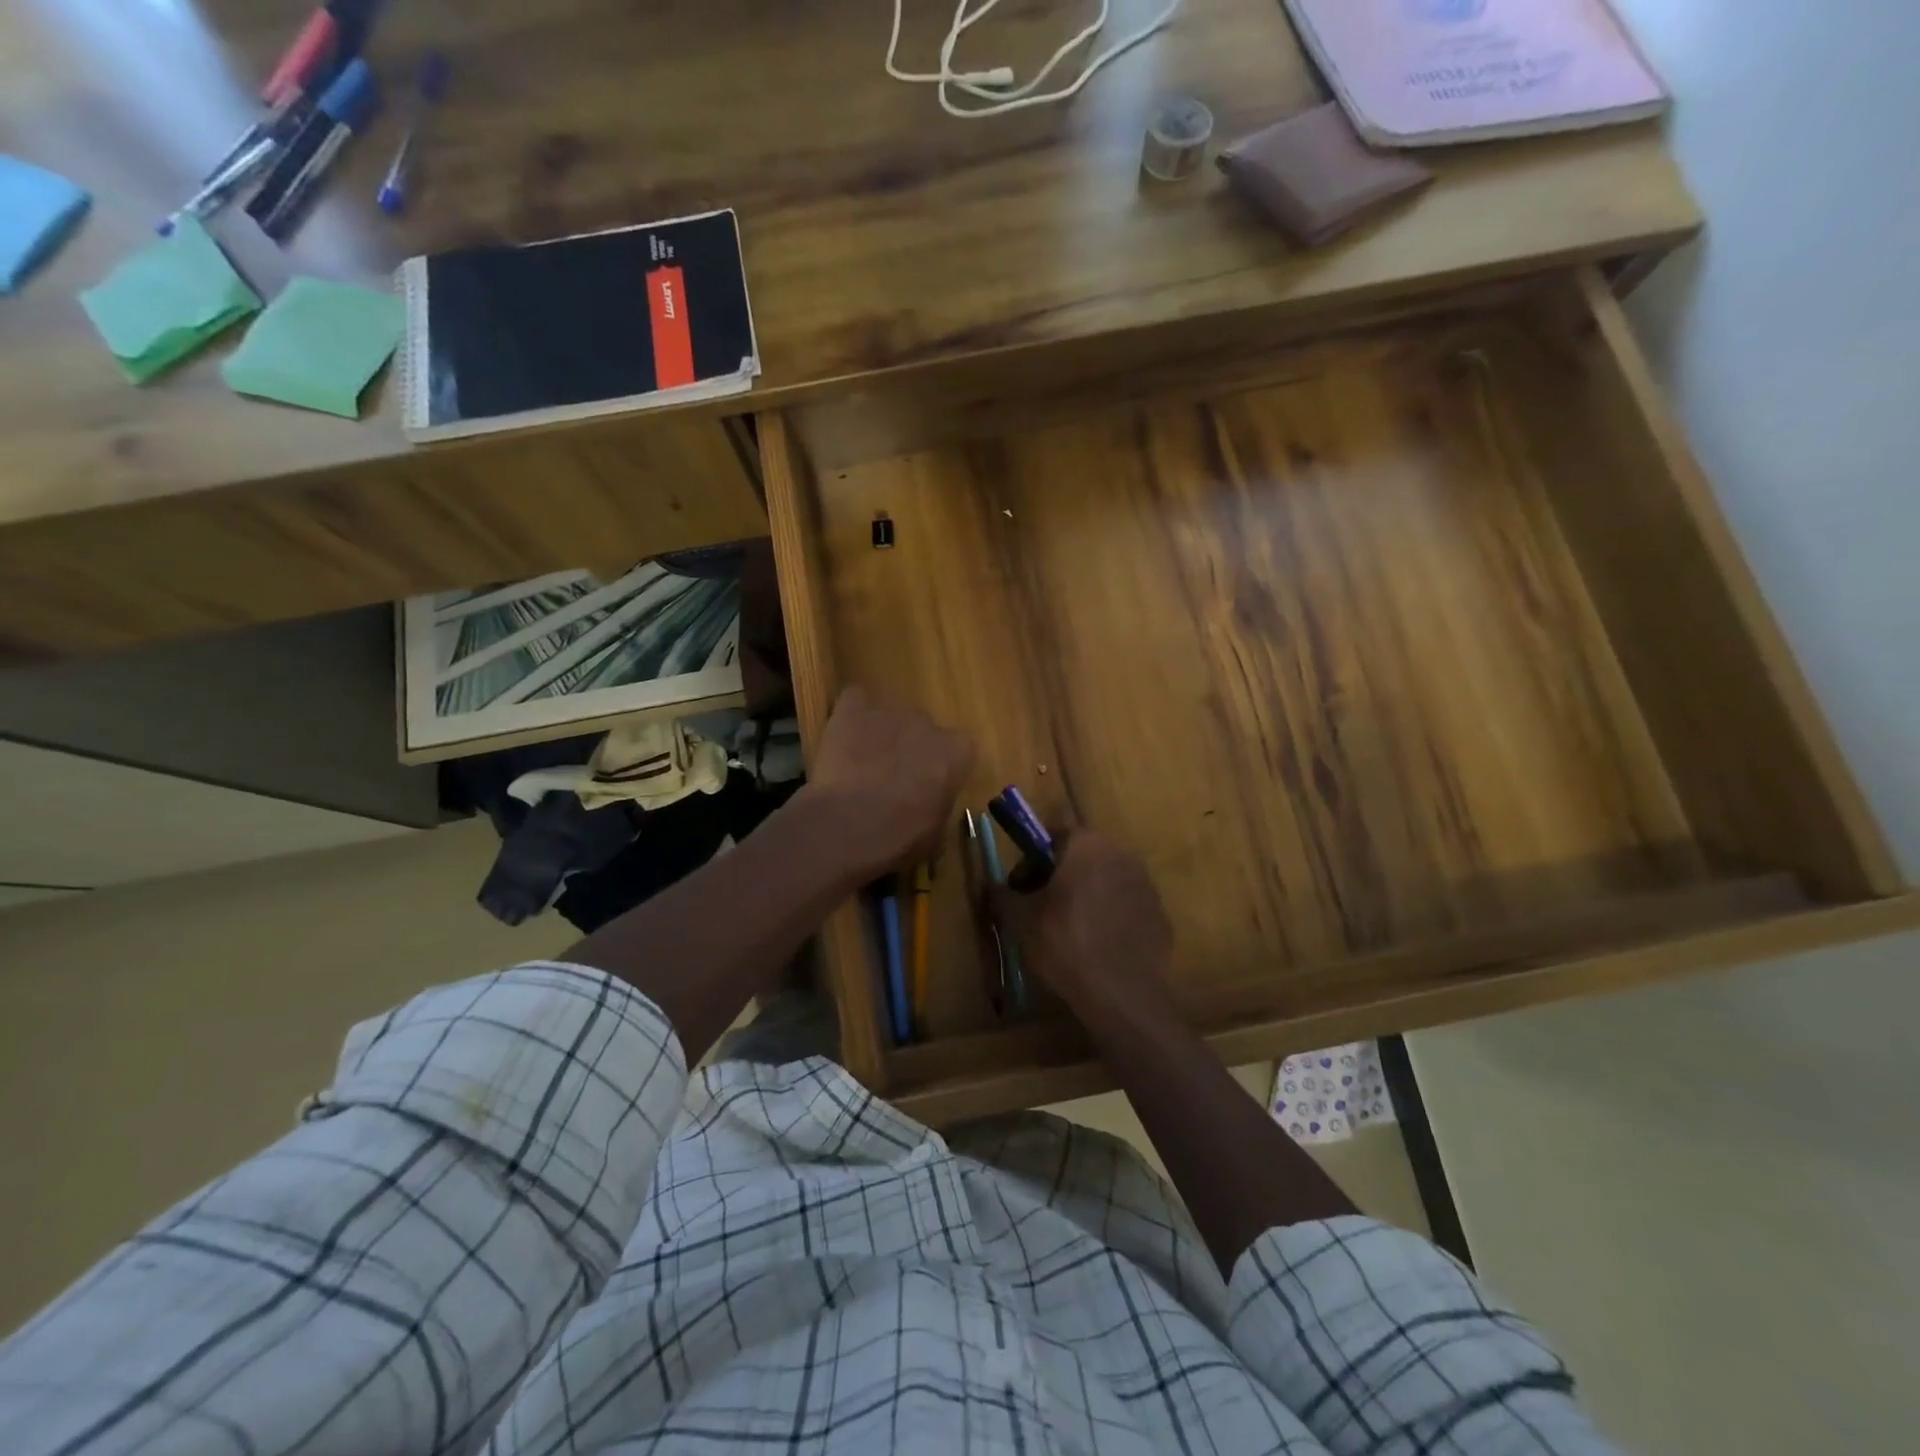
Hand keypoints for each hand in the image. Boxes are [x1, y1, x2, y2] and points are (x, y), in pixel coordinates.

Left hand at [804, 685, 974, 883]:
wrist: (849, 825)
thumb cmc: (899, 836)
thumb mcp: (935, 832)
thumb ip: (939, 805)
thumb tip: (929, 807)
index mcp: (956, 752)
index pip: (960, 749)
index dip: (942, 767)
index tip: (930, 787)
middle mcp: (928, 722)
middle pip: (923, 729)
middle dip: (911, 748)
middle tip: (892, 778)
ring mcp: (890, 711)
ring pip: (890, 716)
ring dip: (881, 733)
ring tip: (861, 762)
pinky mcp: (854, 708)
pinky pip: (856, 699)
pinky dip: (851, 713)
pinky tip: (843, 737)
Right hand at [992, 831, 1176, 1020]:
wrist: (1122, 992)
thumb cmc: (1064, 942)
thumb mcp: (1020, 919)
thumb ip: (1004, 895)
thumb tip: (994, 886)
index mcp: (1086, 846)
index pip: (1053, 835)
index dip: (1032, 860)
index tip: (1021, 887)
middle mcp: (1121, 855)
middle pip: (1082, 857)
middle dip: (1060, 877)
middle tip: (1041, 908)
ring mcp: (1145, 885)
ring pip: (1106, 882)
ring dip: (1087, 896)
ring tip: (1069, 931)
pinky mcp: (1160, 916)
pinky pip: (1126, 908)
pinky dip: (1110, 918)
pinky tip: (1097, 947)